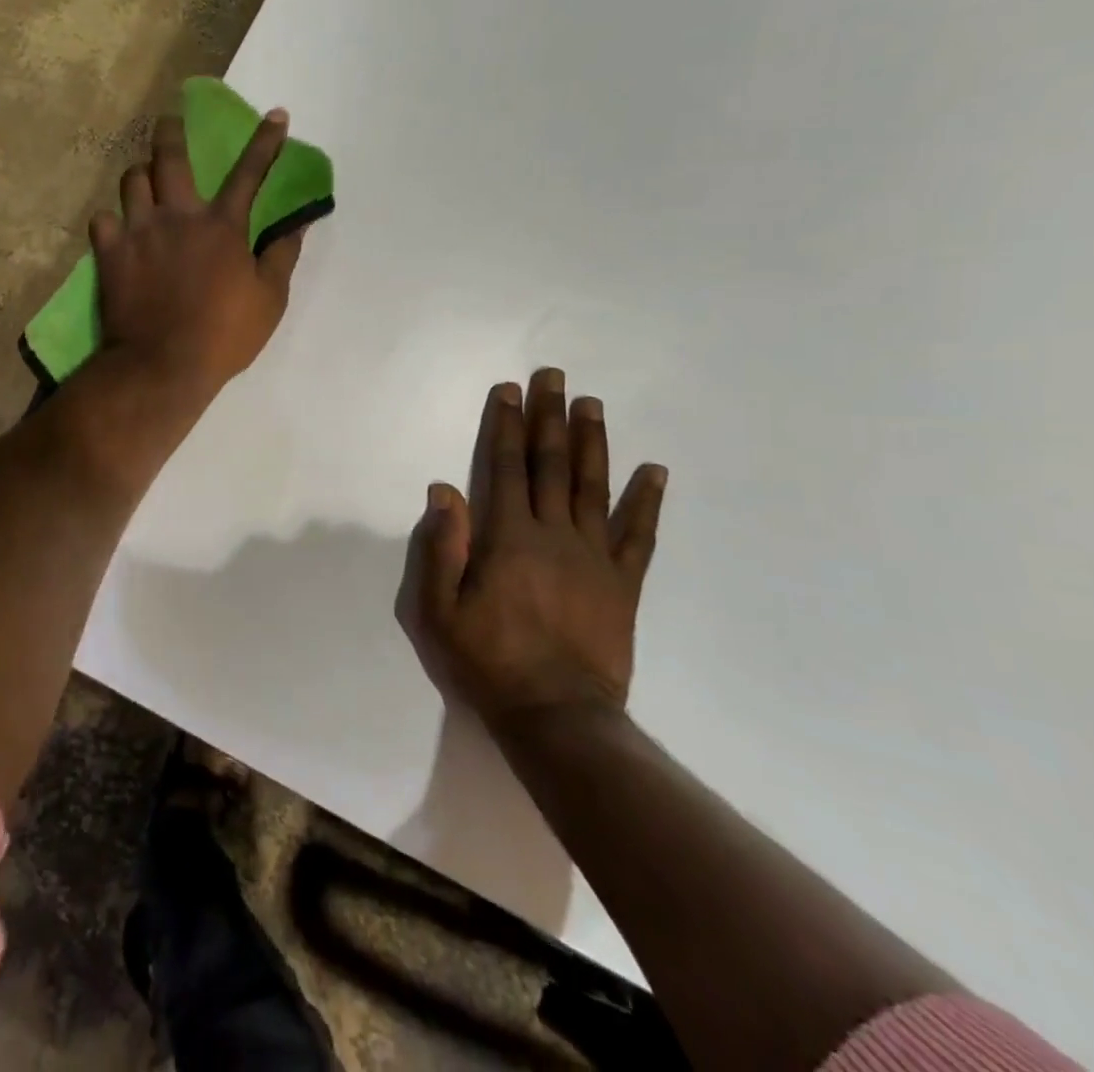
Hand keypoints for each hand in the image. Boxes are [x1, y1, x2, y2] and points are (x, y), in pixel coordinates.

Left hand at [90, 109, 305, 398]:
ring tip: (144, 180)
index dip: (265, 141)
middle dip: (171, 131)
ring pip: (131, 180)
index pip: (249, 173)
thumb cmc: (223, 336)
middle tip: (169, 121)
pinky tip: (117, 228)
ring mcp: (138, 232)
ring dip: (140, 174)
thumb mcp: (269, 300)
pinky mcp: (110, 253)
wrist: (161, 365)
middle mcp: (177, 216)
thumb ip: (282, 255)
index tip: (276, 114)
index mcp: (221, 226)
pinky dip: (111, 220)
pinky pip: (102, 219)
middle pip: (169, 157)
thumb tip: (297, 223)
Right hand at [398, 368, 667, 731]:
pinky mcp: (622, 584)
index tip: (509, 390)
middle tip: (554, 377)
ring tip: (592, 404)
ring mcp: (594, 557)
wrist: (556, 716)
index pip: (504, 466)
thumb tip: (444, 488)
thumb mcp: (438, 610)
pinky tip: (654, 470)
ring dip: (593, 441)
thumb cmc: (487, 661)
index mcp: (507, 536)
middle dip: (549, 417)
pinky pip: (639, 535)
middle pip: (551, 464)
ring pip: (594, 486)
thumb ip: (441, 547)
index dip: (505, 425)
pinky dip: (647, 501)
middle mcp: (553, 534)